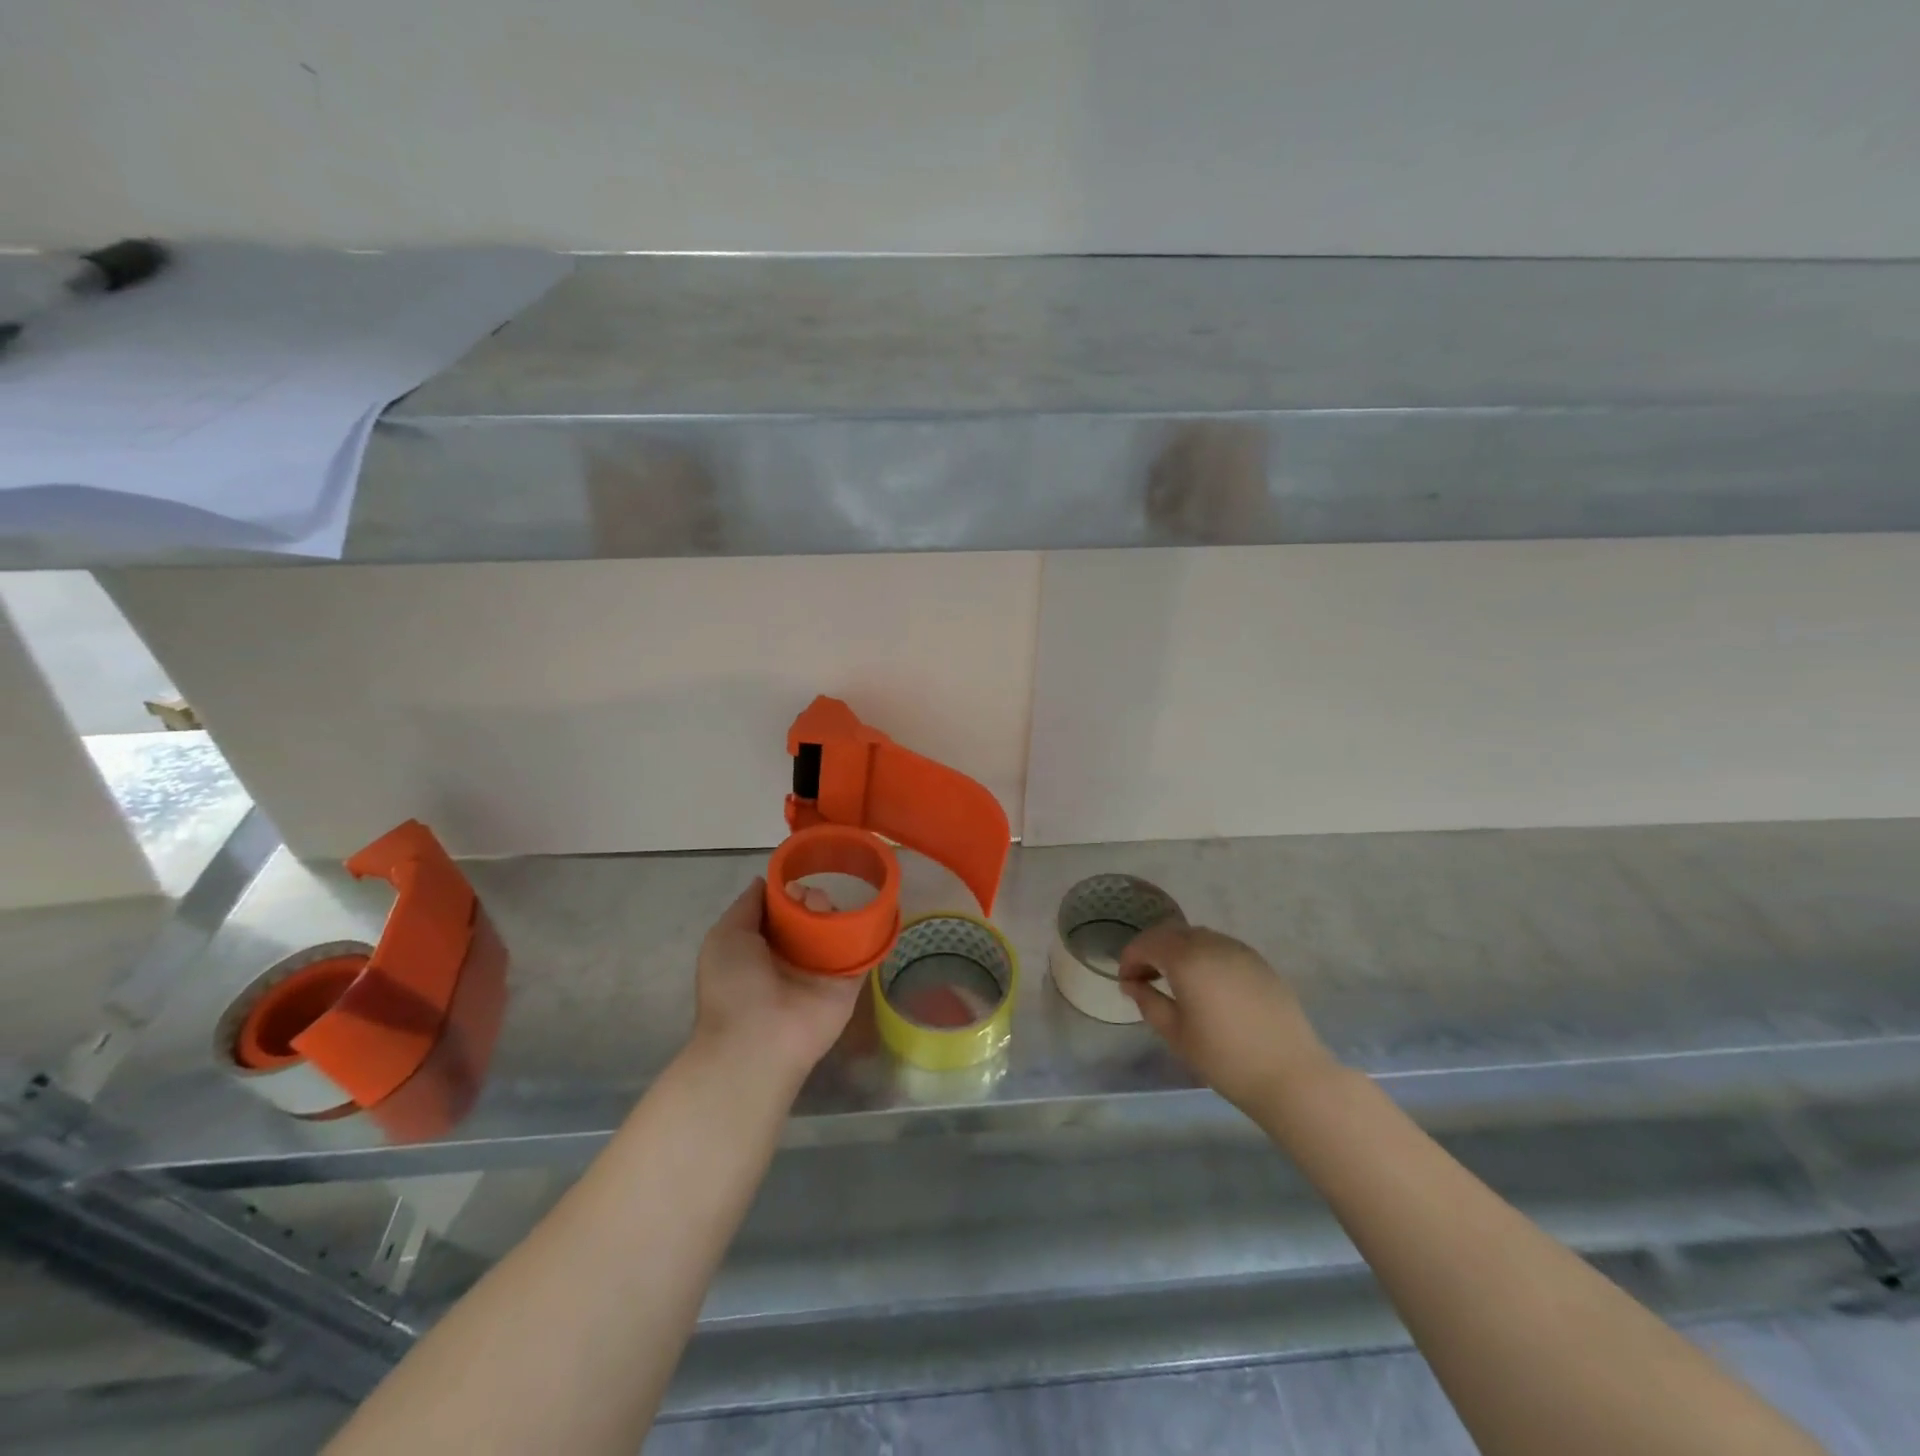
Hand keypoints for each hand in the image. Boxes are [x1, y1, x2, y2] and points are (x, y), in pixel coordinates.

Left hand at [691, 879, 862, 1090]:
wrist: (758, 1041)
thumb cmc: (734, 986)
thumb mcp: (726, 936)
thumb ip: (747, 906)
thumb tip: (764, 881)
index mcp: (762, 948)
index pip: (782, 912)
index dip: (788, 892)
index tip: (793, 881)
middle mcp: (793, 958)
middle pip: (812, 916)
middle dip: (812, 898)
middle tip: (810, 899)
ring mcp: (822, 971)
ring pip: (837, 929)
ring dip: (834, 911)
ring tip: (826, 910)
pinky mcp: (849, 983)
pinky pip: (862, 952)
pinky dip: (868, 932)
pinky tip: (867, 912)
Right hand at [1120, 923, 1339, 1119]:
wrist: (1291, 1075)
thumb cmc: (1224, 1058)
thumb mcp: (1176, 1034)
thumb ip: (1148, 1001)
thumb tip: (1132, 984)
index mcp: (1187, 958)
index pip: (1147, 943)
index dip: (1130, 958)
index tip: (1125, 982)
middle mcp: (1212, 943)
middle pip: (1171, 933)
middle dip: (1152, 950)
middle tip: (1144, 978)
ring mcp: (1239, 950)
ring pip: (1197, 937)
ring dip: (1178, 951)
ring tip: (1174, 981)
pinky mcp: (1259, 963)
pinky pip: (1220, 948)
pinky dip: (1203, 956)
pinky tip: (1205, 985)